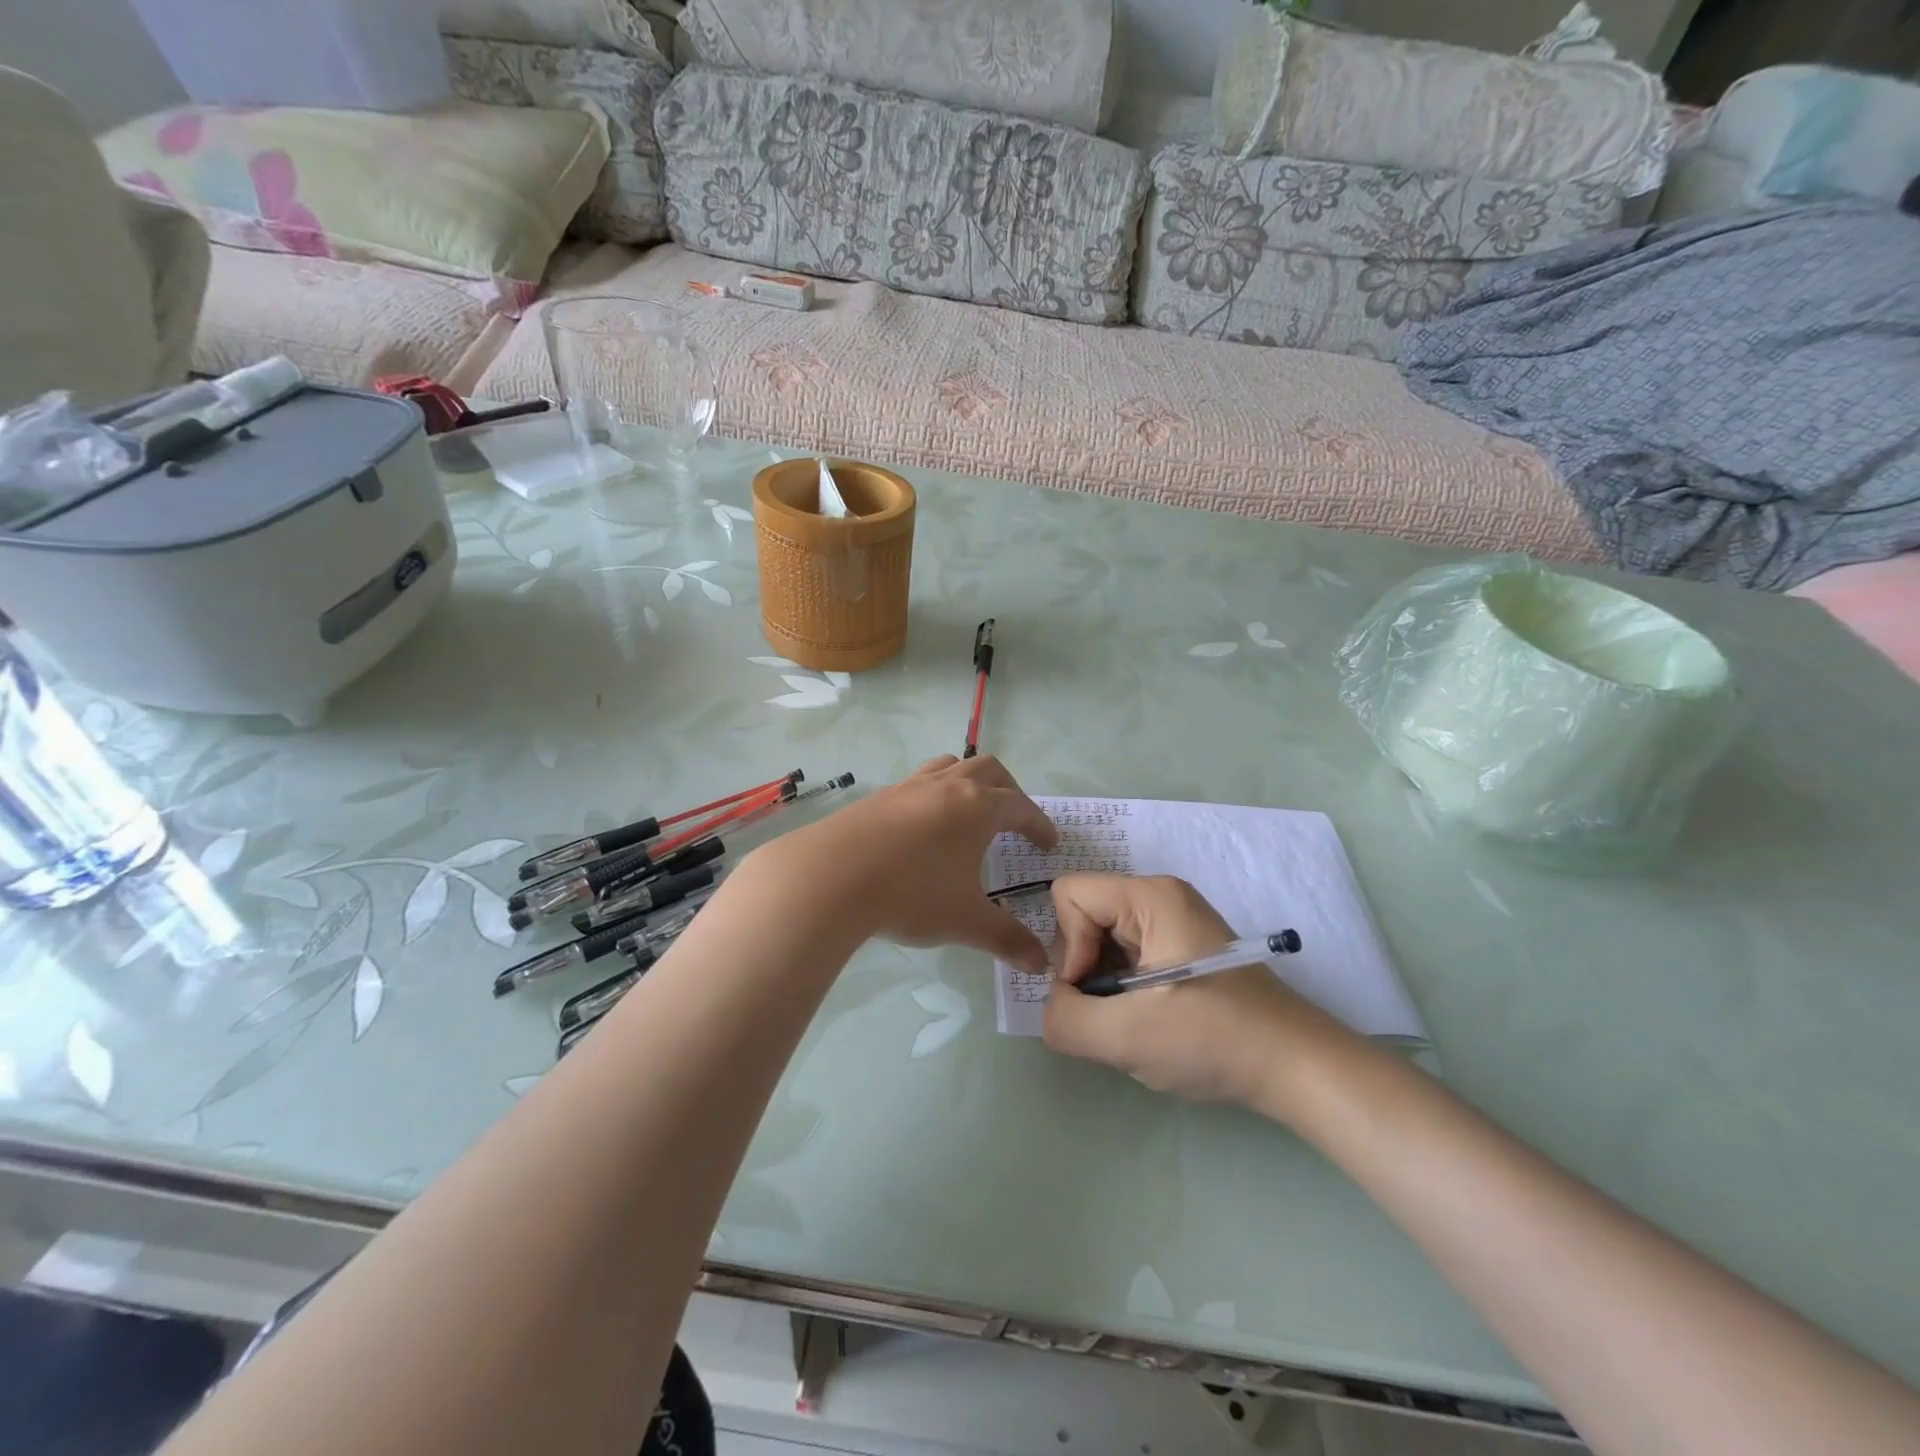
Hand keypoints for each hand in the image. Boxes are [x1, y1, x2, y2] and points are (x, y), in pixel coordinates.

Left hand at [758, 755, 1058, 969]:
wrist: (831, 876)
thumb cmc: (911, 893)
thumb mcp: (966, 921)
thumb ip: (1007, 939)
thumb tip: (1040, 964)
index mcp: (978, 807)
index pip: (1020, 806)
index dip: (1039, 824)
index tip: (1048, 842)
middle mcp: (947, 786)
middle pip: (989, 770)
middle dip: (1009, 790)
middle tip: (1015, 818)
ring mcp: (910, 786)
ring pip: (950, 766)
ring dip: (969, 780)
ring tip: (970, 809)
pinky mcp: (879, 796)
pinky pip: (918, 782)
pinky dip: (934, 793)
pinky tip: (923, 826)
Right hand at [1042, 875, 1353, 1108]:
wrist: (1295, 1066)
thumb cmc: (1213, 1039)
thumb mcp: (1125, 1036)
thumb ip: (1064, 1018)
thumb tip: (1057, 1005)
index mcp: (1150, 896)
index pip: (1069, 895)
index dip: (1068, 945)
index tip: (1095, 992)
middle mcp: (1159, 897)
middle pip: (1083, 916)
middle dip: (1086, 969)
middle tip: (1116, 1014)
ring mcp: (1173, 922)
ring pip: (1102, 941)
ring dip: (1104, 985)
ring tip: (1136, 1021)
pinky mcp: (1181, 949)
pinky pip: (1125, 956)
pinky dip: (1124, 990)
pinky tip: (1151, 1021)